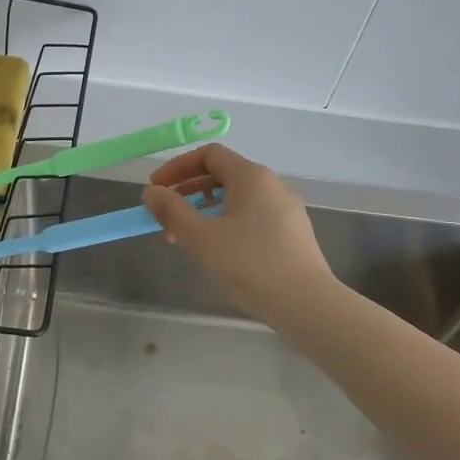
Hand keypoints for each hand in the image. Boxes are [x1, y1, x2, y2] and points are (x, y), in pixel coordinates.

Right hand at [142, 144, 335, 321]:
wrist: (307, 305)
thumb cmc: (250, 265)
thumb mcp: (201, 237)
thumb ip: (172, 211)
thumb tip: (151, 192)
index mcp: (252, 176)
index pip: (209, 154)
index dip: (177, 167)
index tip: (156, 189)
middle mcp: (272, 185)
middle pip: (223, 175)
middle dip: (188, 191)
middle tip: (165, 216)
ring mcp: (286, 210)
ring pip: (237, 199)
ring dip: (206, 211)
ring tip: (185, 238)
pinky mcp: (293, 235)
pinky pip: (252, 217)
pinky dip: (227, 224)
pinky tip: (217, 252)